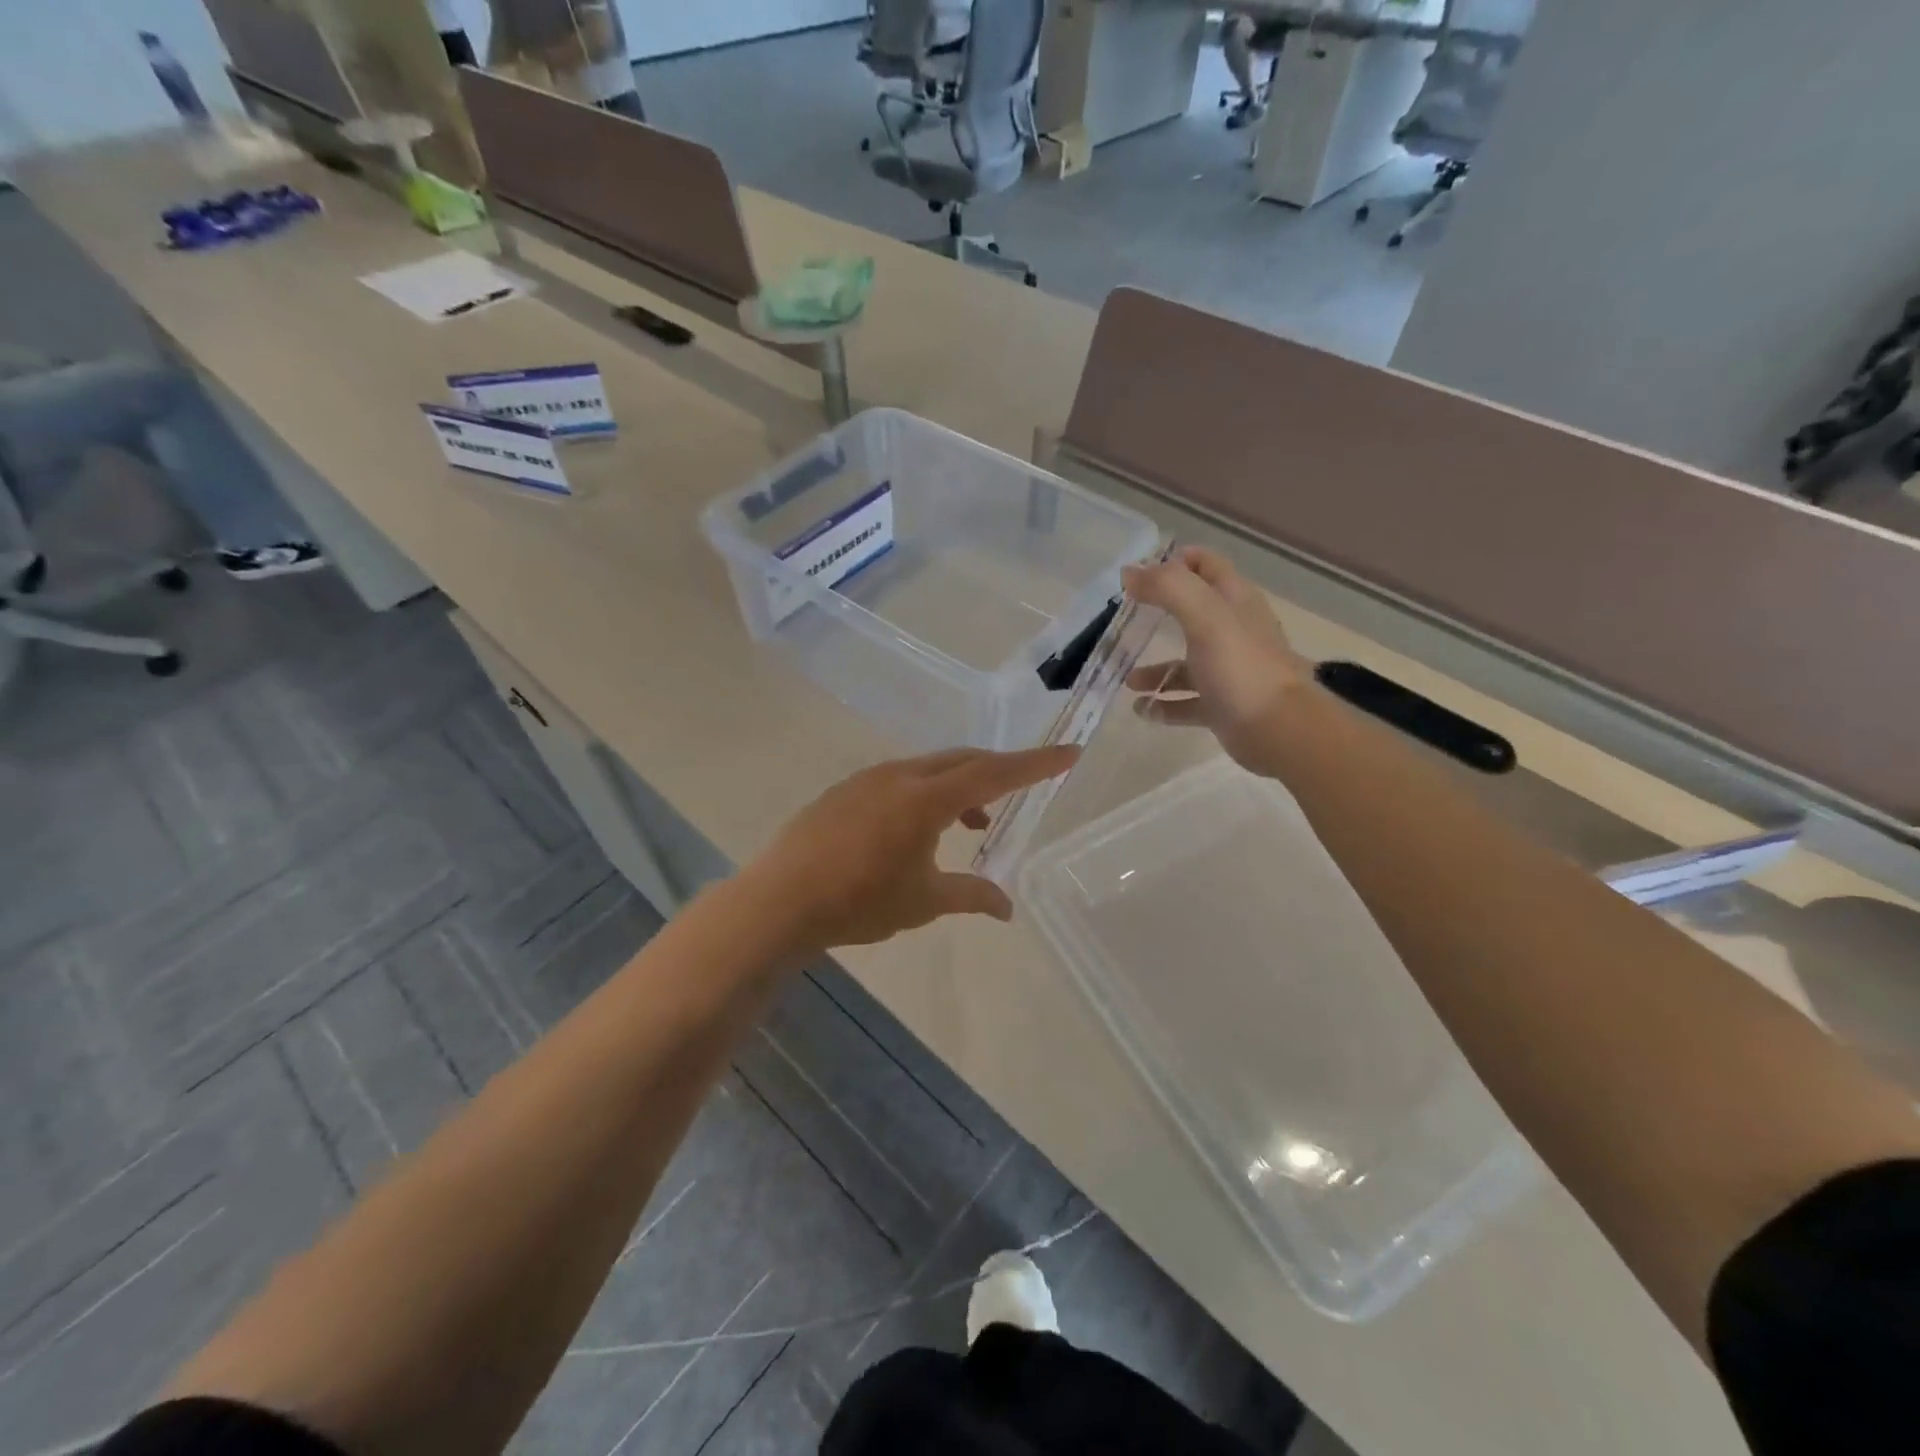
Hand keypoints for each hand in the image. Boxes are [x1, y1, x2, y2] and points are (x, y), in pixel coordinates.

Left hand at [743, 745, 1080, 952]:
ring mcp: (868, 779)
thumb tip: (1007, 908)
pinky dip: (926, 793)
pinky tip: (919, 828)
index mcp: (927, 798)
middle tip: (1023, 788)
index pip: (995, 773)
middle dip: (998, 771)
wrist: (780, 900)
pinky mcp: (846, 791)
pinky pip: (901, 780)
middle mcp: (901, 776)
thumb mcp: (924, 902)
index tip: (1070, 752)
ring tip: (971, 823)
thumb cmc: (859, 902)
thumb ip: (971, 896)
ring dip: (959, 787)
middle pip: (963, 760)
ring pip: (930, 768)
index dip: (1036, 764)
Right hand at [1122, 546, 1313, 776]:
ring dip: (1156, 670)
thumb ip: (1168, 588)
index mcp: (1234, 601)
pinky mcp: (1223, 706)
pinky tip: (1142, 710)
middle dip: (1157, 615)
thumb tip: (1130, 573)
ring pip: (1186, 664)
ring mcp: (1229, 671)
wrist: (1279, 730)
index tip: (1138, 575)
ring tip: (1128, 680)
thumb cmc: (1241, 667)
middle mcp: (1233, 631)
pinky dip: (1164, 705)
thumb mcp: (1205, 617)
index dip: (1174, 562)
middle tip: (1123, 622)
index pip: (1205, 565)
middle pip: (1192, 613)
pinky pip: (1186, 702)